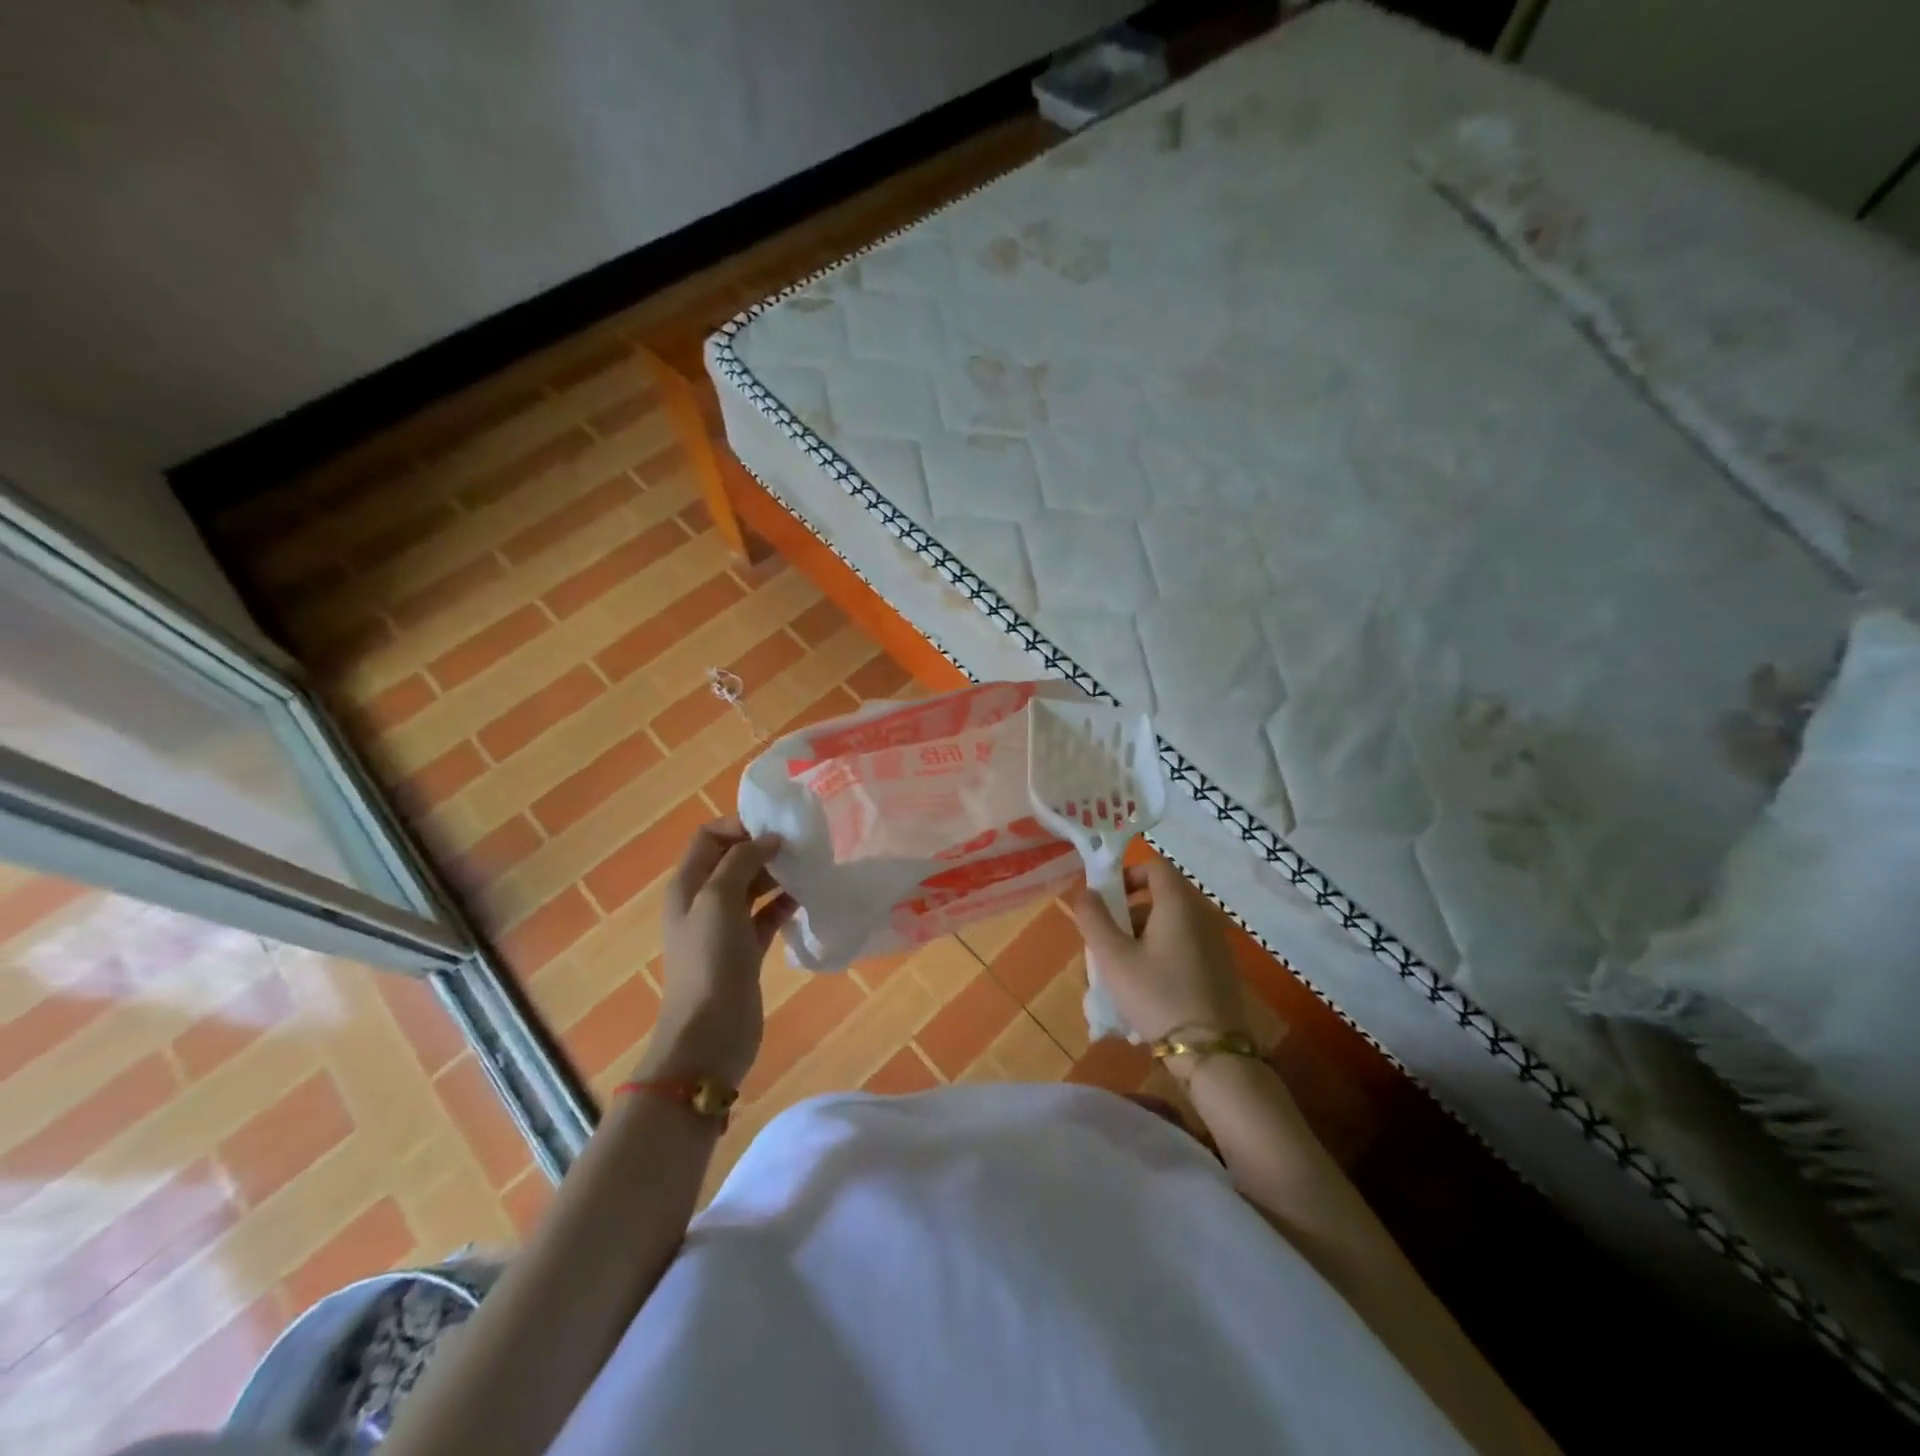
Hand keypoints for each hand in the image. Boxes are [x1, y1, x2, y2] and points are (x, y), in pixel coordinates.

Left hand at [637, 817, 795, 1086]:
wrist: (710, 1030)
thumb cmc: (710, 958)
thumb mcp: (718, 899)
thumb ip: (742, 861)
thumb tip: (769, 840)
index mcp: (687, 884)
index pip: (709, 837)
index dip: (739, 826)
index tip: (776, 828)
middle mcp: (703, 901)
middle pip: (733, 860)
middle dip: (763, 848)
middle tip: (800, 846)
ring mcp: (724, 928)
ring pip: (753, 887)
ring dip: (777, 876)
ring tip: (809, 869)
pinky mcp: (745, 951)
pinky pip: (766, 916)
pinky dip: (783, 905)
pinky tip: (806, 899)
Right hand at [1069, 858, 1249, 1044]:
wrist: (1211, 1052)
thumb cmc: (1157, 995)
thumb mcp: (1113, 957)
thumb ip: (1094, 919)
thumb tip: (1086, 893)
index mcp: (1179, 904)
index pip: (1154, 867)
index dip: (1127, 875)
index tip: (1106, 899)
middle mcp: (1202, 915)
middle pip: (1162, 896)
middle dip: (1129, 912)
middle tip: (1107, 939)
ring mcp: (1216, 943)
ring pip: (1172, 924)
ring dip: (1144, 935)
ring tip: (1122, 968)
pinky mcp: (1221, 969)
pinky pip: (1185, 945)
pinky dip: (1163, 952)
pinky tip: (1148, 986)